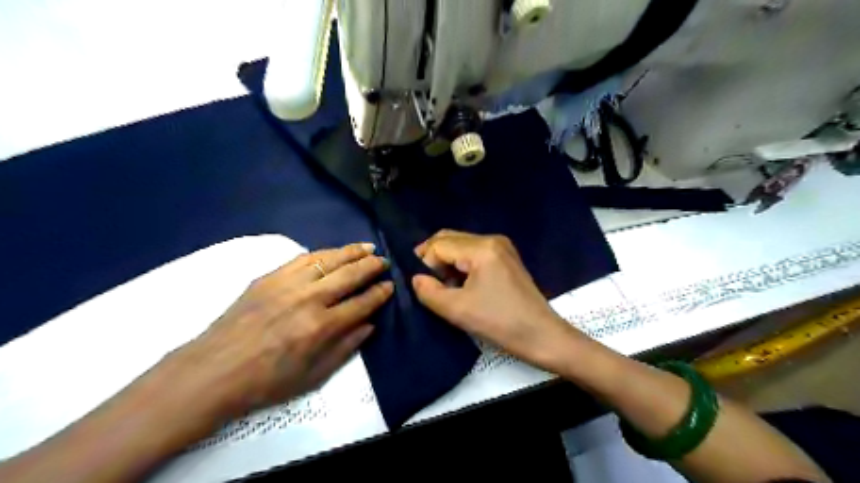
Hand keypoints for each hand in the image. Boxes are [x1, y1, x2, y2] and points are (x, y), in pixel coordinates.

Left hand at [167, 243, 395, 415]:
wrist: (213, 371)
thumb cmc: (266, 381)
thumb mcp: (313, 376)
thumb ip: (346, 348)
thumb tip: (370, 324)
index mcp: (321, 327)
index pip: (362, 303)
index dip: (380, 293)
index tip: (390, 286)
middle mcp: (309, 299)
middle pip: (350, 275)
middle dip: (372, 266)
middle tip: (385, 261)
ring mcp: (288, 284)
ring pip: (329, 259)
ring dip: (352, 252)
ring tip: (368, 247)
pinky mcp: (269, 277)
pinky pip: (303, 258)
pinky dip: (323, 253)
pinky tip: (334, 252)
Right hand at [410, 231, 584, 368]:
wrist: (542, 336)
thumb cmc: (500, 323)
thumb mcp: (458, 310)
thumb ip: (429, 292)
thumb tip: (416, 279)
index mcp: (482, 248)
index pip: (439, 245)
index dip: (424, 264)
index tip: (423, 287)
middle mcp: (492, 239)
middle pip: (449, 239)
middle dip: (432, 259)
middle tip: (424, 283)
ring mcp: (501, 247)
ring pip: (460, 246)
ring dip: (446, 263)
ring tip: (441, 287)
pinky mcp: (506, 259)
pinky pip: (473, 254)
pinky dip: (460, 266)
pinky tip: (458, 285)